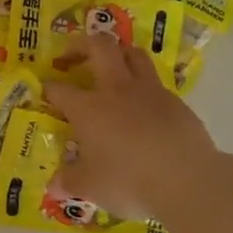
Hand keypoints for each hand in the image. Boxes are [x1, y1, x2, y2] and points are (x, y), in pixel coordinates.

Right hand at [42, 33, 220, 219]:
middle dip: (81, 45)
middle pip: (99, 47)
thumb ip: (69, 181)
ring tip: (110, 66)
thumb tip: (54, 186)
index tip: (45, 91)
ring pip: (133, 54)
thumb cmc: (129, 181)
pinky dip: (143, 86)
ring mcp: (149, 92)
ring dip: (117, 53)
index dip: (49, 88)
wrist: (188, 180)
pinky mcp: (176, 102)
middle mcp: (116, 90)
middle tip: (72, 56)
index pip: (59, 89)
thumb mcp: (90, 187)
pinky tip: (142, 105)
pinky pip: (155, 82)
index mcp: (88, 108)